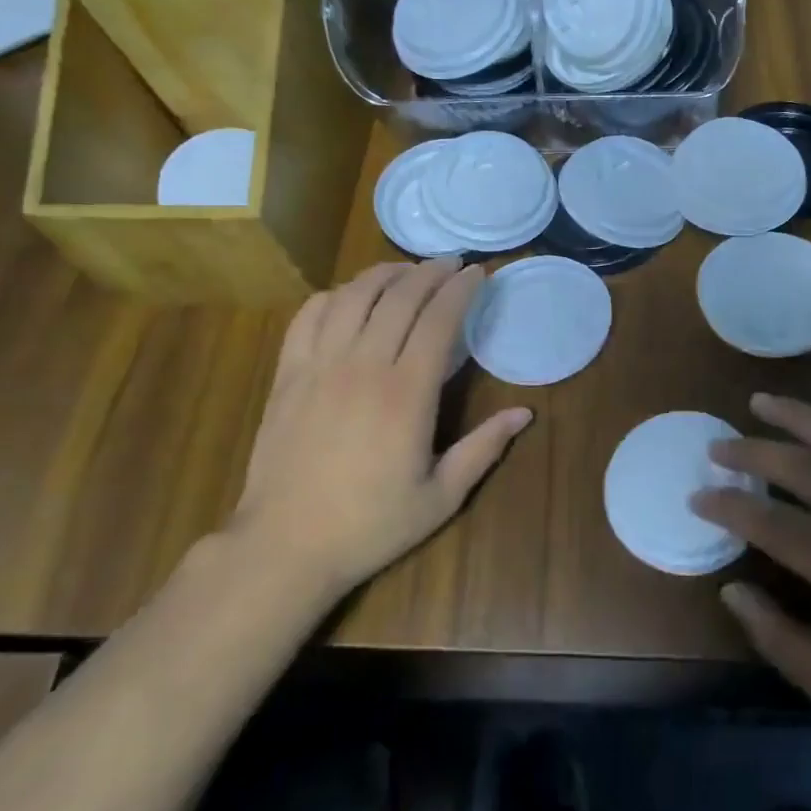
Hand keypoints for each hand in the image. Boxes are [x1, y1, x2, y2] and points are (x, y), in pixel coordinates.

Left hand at [232, 258, 530, 595]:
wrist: (285, 546)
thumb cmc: (370, 525)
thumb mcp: (441, 497)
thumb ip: (484, 449)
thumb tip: (525, 413)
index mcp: (406, 394)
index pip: (438, 320)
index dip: (461, 289)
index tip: (478, 272)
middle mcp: (363, 366)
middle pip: (399, 297)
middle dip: (429, 272)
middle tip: (450, 263)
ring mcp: (320, 366)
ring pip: (354, 297)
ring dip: (384, 274)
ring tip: (406, 270)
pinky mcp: (288, 374)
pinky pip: (310, 316)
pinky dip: (334, 295)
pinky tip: (350, 296)